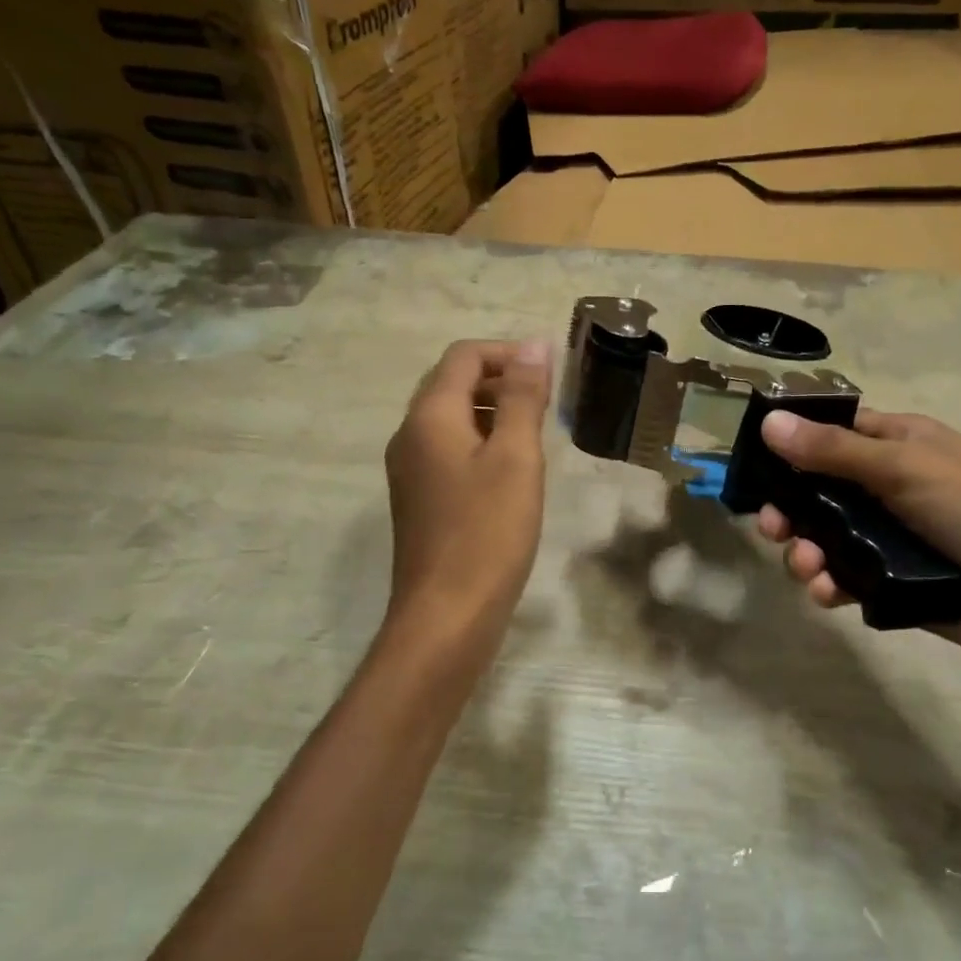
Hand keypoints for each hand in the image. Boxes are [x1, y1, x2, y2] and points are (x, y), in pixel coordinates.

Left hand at [383, 339, 552, 648]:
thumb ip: (523, 398)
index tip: (550, 374)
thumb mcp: (516, 458)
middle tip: (547, 402)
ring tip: (536, 434)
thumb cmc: (488, 532)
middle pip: (452, 383)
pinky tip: (512, 470)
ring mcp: (411, 469)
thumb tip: (533, 345)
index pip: (463, 357)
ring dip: (493, 411)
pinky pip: (450, 449)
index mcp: (429, 417)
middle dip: (501, 380)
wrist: (447, 615)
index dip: (508, 353)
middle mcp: (410, 435)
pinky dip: (482, 442)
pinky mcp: (420, 497)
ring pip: (451, 417)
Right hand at [754, 409, 960, 696]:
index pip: (833, 433)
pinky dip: (829, 583)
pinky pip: (844, 576)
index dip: (793, 445)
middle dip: (791, 508)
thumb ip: (833, 450)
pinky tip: (827, 593)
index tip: (755, 463)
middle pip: (819, 490)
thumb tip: (769, 421)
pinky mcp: (890, 582)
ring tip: (808, 567)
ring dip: (805, 550)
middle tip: (772, 527)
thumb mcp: (904, 468)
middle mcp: (889, 486)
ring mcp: (889, 536)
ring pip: (825, 537)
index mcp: (899, 444)